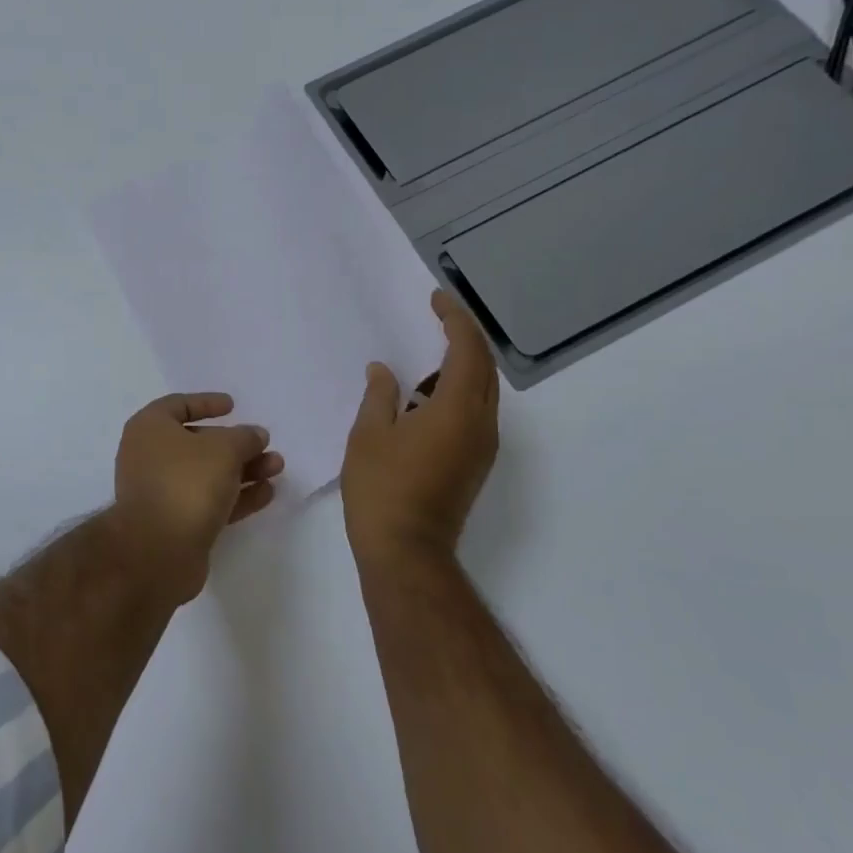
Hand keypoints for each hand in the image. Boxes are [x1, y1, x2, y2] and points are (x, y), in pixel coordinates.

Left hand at [113, 393, 284, 598]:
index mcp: (149, 428)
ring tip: (277, 468)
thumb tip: (255, 435)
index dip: (206, 402)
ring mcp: (161, 492)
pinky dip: (236, 496)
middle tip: (265, 444)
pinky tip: (267, 494)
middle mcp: (149, 457)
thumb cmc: (186, 482)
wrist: (158, 551)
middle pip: (197, 442)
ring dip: (243, 470)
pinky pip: (209, 501)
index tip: (233, 405)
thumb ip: (244, 438)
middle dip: (235, 444)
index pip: (178, 405)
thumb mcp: (224, 449)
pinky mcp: (175, 523)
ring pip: (207, 474)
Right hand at [342, 290, 500, 566]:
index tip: (436, 299)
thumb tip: (383, 371)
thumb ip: (379, 395)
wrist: (406, 553)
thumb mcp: (369, 435)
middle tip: (436, 317)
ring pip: (482, 391)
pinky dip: (457, 392)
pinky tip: (424, 399)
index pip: (467, 350)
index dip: (454, 320)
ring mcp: (482, 447)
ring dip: (460, 367)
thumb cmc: (382, 489)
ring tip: (424, 359)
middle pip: (484, 367)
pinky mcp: (475, 464)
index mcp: (457, 410)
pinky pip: (474, 413)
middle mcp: (480, 424)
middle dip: (463, 337)